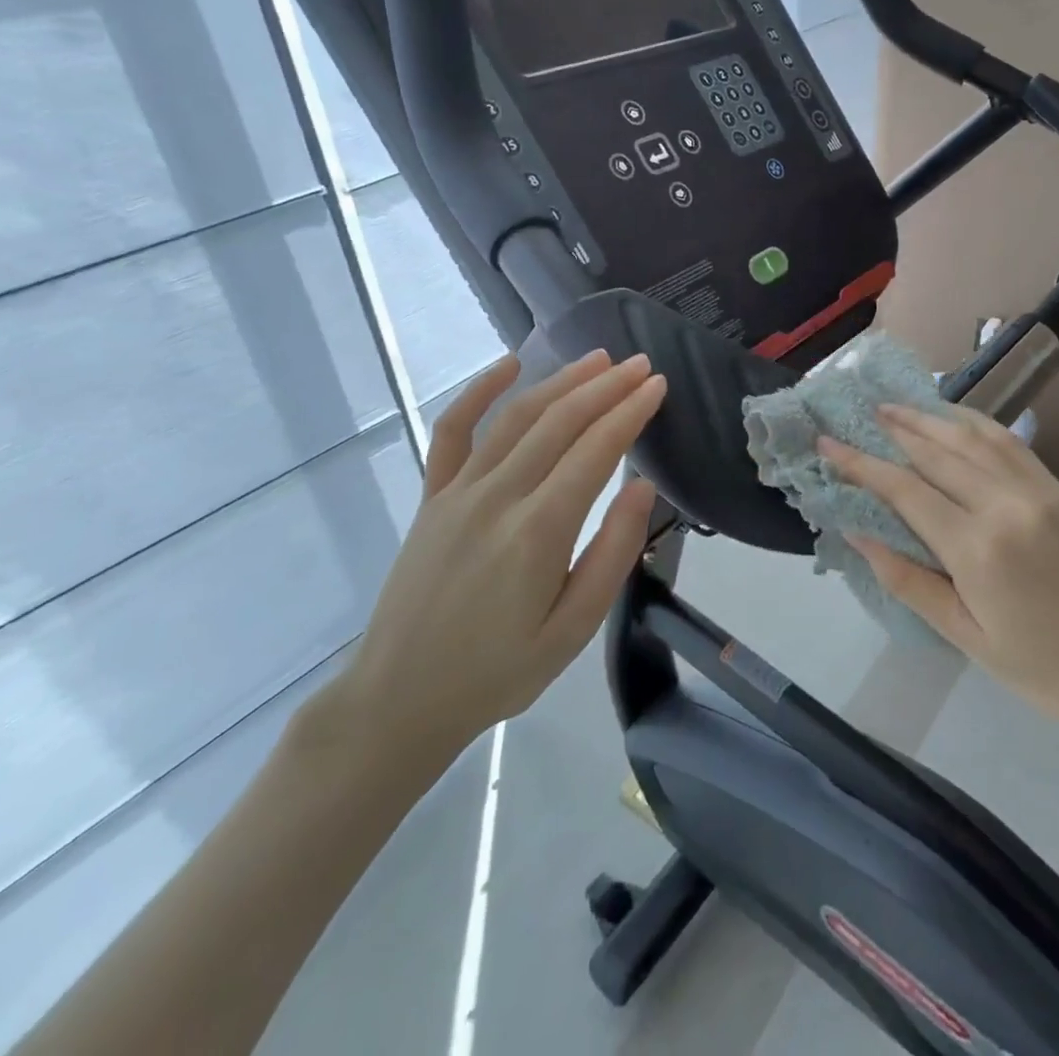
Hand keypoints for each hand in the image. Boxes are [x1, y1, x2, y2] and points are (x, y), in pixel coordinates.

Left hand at [319, 350, 665, 784]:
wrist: (400, 699)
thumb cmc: (499, 671)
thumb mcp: (574, 629)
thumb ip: (613, 554)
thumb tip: (643, 487)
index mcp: (538, 532)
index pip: (595, 451)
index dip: (630, 412)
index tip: (658, 385)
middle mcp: (497, 497)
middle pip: (560, 422)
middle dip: (606, 387)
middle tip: (641, 364)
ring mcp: (457, 492)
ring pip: (516, 417)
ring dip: (560, 381)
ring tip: (598, 360)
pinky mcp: (431, 497)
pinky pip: (453, 431)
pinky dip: (479, 391)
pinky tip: (507, 365)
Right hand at [821, 405, 1058, 733]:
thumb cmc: (1040, 668)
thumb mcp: (963, 636)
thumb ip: (907, 580)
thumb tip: (857, 531)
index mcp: (977, 548)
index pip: (904, 489)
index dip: (860, 463)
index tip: (827, 442)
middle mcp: (1005, 505)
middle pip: (935, 451)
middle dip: (891, 429)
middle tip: (858, 412)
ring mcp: (1037, 491)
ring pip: (971, 437)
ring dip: (929, 417)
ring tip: (895, 406)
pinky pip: (1008, 442)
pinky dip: (974, 422)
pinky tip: (953, 417)